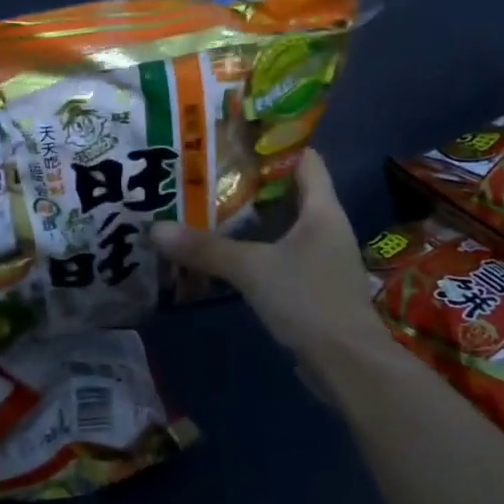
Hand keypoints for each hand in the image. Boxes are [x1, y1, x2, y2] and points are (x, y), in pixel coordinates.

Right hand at [149, 150, 385, 363]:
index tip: (235, 137)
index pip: (305, 159)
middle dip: (251, 182)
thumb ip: (205, 249)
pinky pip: (281, 254)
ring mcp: (322, 258)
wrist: (348, 366)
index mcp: (323, 209)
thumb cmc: (309, 301)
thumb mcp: (252, 269)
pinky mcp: (313, 286)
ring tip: (208, 205)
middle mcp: (326, 227)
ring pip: (283, 225)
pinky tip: (226, 251)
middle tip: (208, 171)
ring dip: (252, 218)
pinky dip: (257, 248)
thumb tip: (155, 229)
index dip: (275, 144)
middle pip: (290, 191)